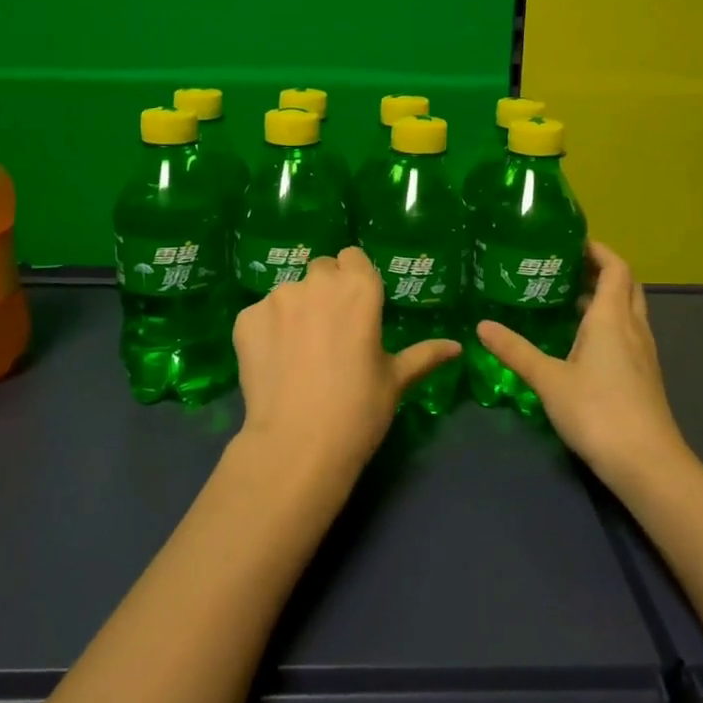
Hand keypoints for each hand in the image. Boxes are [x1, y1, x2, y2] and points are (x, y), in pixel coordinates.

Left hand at [233, 247, 459, 485]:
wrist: (297, 445)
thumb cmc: (359, 410)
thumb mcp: (396, 381)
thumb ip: (424, 355)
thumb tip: (456, 347)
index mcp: (359, 288)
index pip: (352, 257)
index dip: (353, 279)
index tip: (355, 307)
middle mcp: (317, 282)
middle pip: (320, 270)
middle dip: (325, 291)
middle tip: (329, 332)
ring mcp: (277, 298)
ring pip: (289, 293)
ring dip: (295, 311)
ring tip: (299, 354)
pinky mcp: (246, 319)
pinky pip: (260, 316)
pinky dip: (266, 332)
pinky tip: (274, 364)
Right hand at [475, 241, 689, 491]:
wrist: (647, 463)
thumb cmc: (598, 412)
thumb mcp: (548, 379)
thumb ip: (516, 351)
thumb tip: (481, 326)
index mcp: (611, 318)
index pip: (615, 268)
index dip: (598, 250)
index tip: (571, 242)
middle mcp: (632, 328)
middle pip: (625, 285)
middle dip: (601, 270)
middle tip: (567, 267)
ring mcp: (643, 353)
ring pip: (628, 310)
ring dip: (605, 298)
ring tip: (568, 298)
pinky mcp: (644, 375)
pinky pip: (627, 333)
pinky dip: (608, 323)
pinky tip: (582, 341)